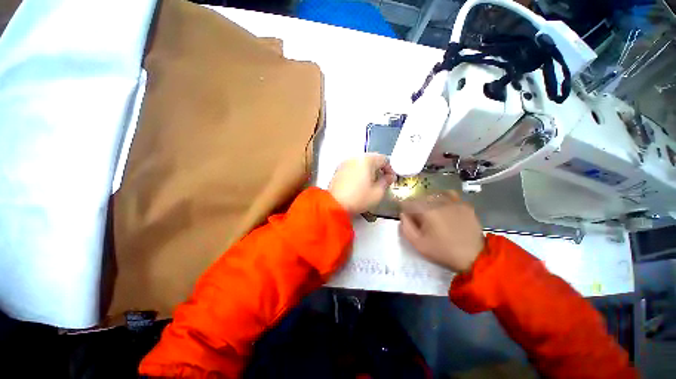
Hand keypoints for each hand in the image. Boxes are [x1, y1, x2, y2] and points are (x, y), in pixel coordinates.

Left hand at [329, 153, 395, 213]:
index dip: (390, 169)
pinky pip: (352, 167)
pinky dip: (358, 172)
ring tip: (371, 183)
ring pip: (361, 163)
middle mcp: (355, 158)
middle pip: (372, 159)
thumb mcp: (377, 193)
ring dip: (369, 170)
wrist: (334, 205)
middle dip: (379, 169)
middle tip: (382, 181)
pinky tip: (359, 184)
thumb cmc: (359, 198)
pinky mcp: (338, 169)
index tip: (391, 180)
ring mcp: (345, 163)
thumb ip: (386, 182)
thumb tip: (389, 177)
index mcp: (366, 160)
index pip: (384, 159)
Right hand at [399, 191, 484, 272]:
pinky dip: (442, 199)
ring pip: (433, 195)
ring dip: (428, 202)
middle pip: (419, 197)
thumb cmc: (442, 251)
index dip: (404, 210)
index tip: (408, 219)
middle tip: (420, 220)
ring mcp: (454, 201)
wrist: (475, 258)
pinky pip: (449, 195)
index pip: (407, 202)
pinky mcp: (465, 205)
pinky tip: (444, 208)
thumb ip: (405, 226)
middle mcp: (439, 201)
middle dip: (415, 206)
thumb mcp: (418, 243)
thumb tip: (403, 214)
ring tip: (431, 214)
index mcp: (426, 210)